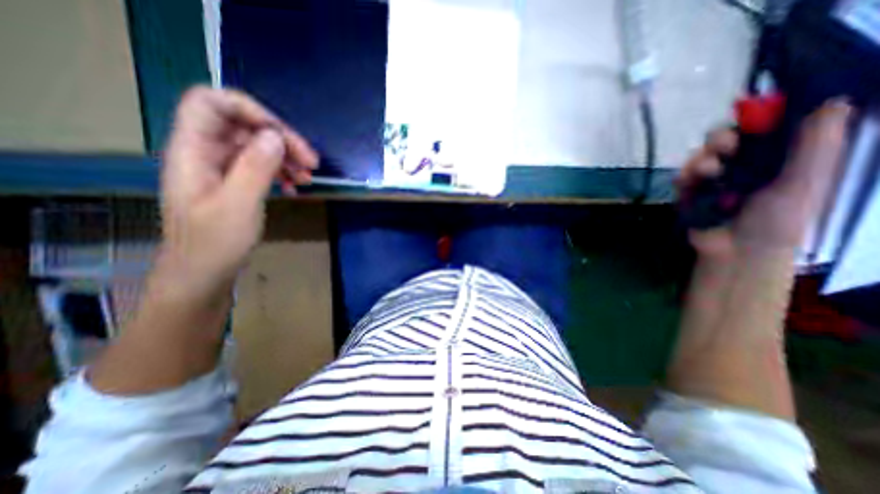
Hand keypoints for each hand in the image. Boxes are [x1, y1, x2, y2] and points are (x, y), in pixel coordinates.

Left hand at [159, 86, 319, 298]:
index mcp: (193, 151)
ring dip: (286, 157)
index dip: (249, 110)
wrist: (203, 275)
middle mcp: (205, 153)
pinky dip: (281, 172)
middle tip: (312, 162)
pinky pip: (260, 166)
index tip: (284, 136)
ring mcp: (221, 169)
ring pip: (256, 146)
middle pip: (243, 125)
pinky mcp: (234, 183)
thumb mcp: (238, 205)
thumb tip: (276, 137)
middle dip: (281, 139)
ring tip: (308, 177)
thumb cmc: (215, 243)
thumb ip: (255, 167)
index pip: (212, 103)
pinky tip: (294, 187)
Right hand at [679, 99, 851, 259]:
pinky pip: (680, 176)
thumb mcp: (805, 181)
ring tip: (707, 174)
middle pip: (724, 138)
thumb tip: (832, 101)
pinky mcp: (689, 192)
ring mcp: (712, 179)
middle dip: (719, 140)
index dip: (755, 118)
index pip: (764, 127)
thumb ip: (816, 145)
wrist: (736, 250)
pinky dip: (683, 178)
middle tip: (723, 147)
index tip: (750, 118)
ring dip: (700, 161)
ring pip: (699, 156)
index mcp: (776, 157)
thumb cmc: (777, 219)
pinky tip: (689, 184)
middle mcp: (742, 164)